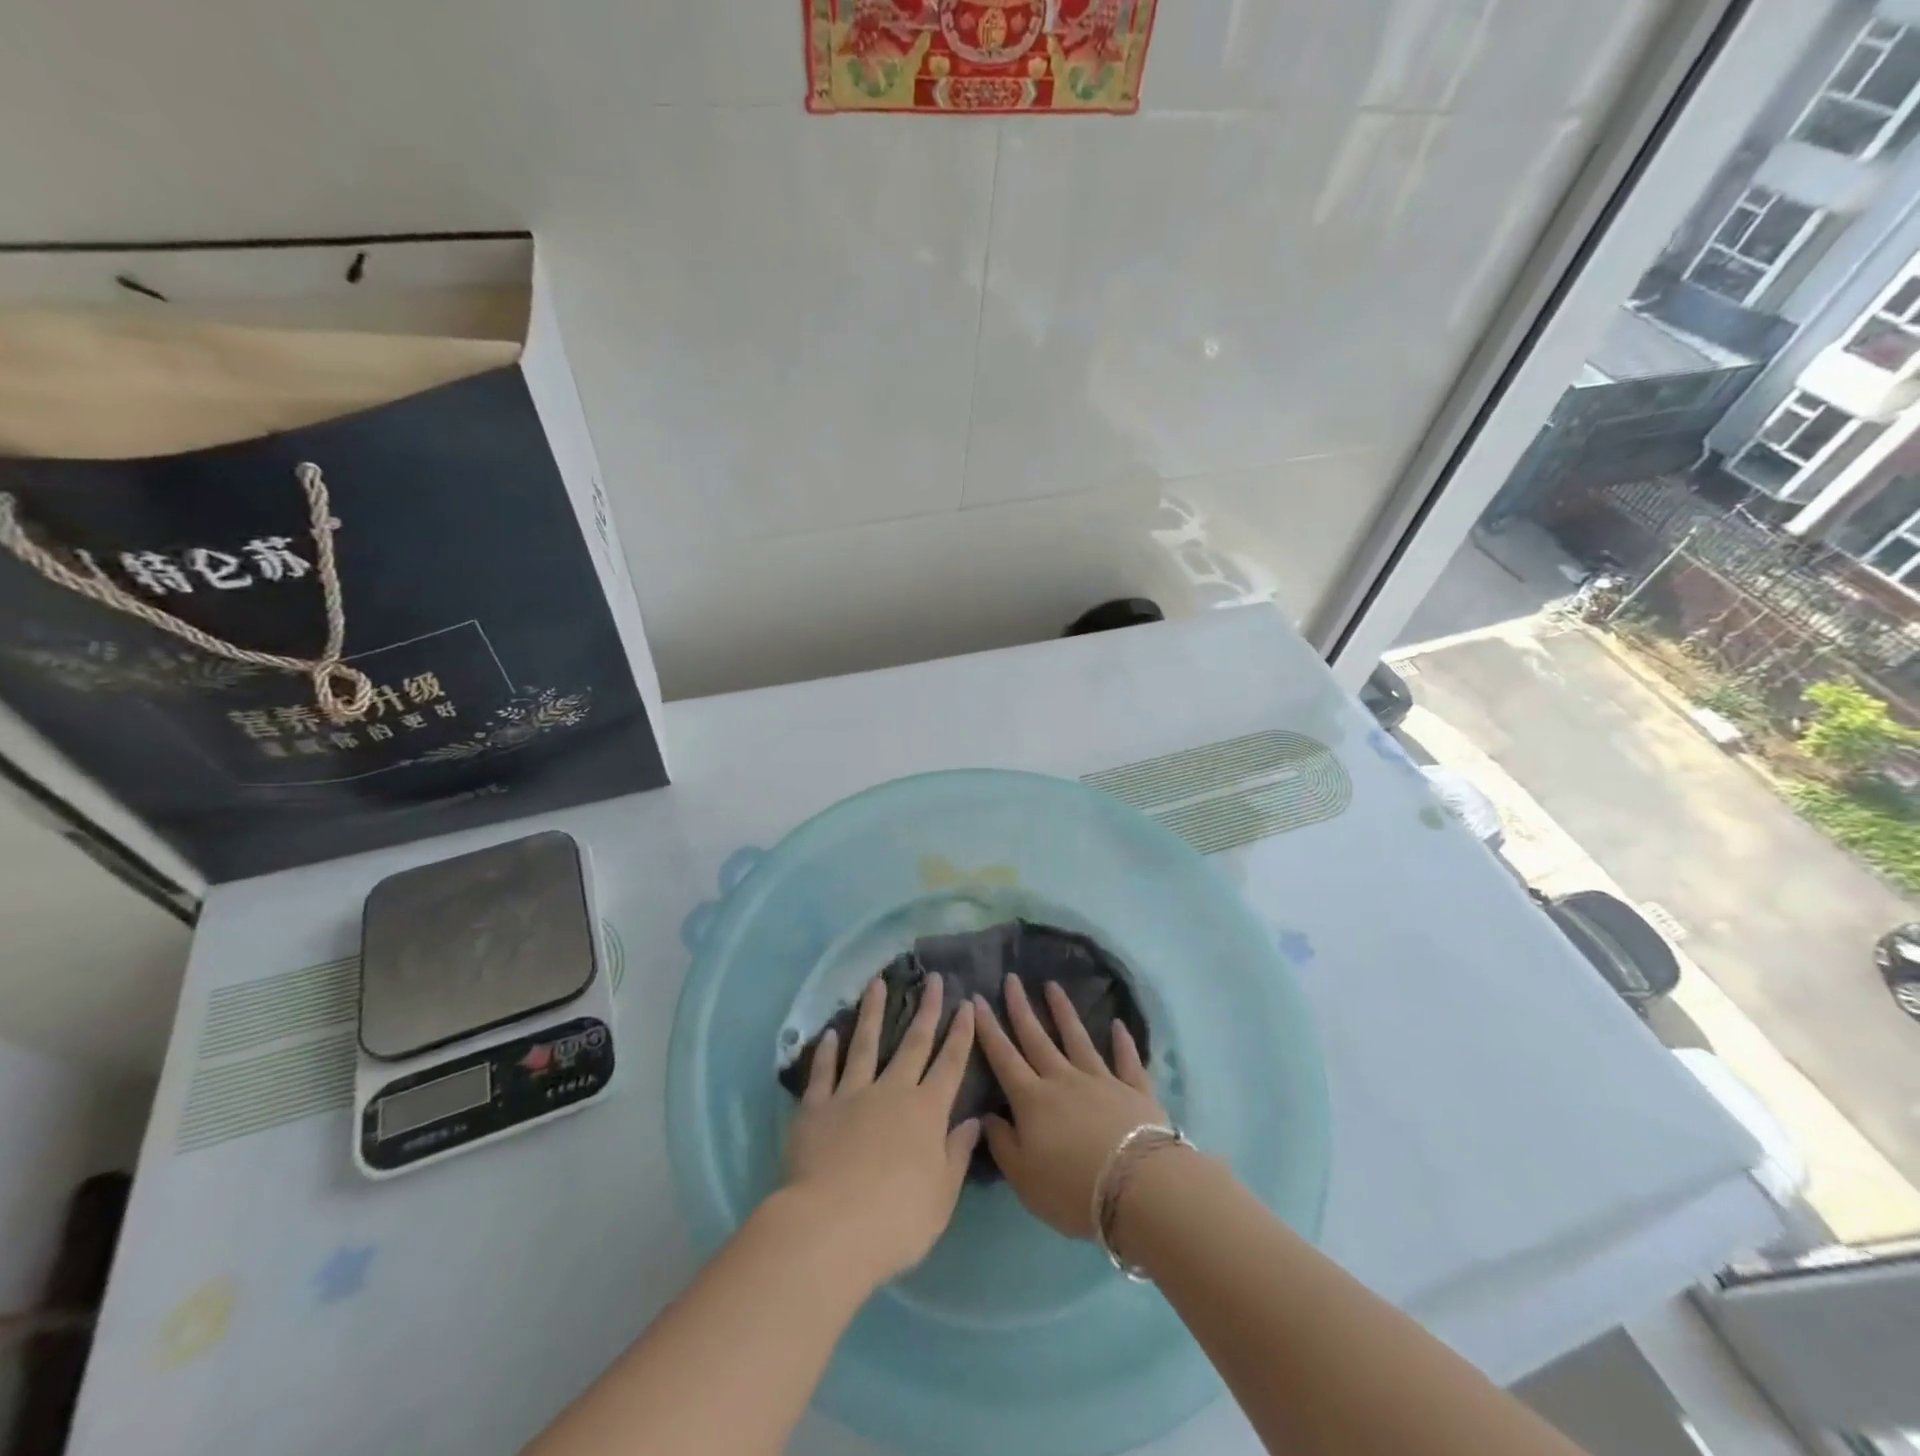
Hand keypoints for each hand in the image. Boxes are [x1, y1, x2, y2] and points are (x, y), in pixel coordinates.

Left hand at [782, 974, 979, 1286]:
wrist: (832, 1228)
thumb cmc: (897, 1220)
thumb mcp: (941, 1195)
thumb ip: (957, 1154)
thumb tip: (974, 1121)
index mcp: (927, 1112)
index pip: (950, 1064)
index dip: (960, 1033)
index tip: (966, 1004)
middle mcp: (892, 1091)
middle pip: (913, 1043)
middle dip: (927, 1009)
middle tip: (934, 979)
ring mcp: (852, 1094)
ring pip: (865, 1043)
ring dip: (873, 1011)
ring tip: (877, 982)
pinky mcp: (817, 1107)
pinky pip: (824, 1072)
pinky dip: (827, 1051)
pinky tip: (831, 1033)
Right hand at [974, 975, 1166, 1239]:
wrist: (1139, 1189)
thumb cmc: (1073, 1189)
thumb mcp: (1024, 1178)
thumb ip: (1002, 1144)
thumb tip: (987, 1116)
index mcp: (1032, 1099)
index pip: (1003, 1056)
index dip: (988, 1028)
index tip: (977, 999)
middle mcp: (1063, 1079)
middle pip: (1037, 1037)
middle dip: (1021, 1007)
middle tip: (1012, 978)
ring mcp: (1100, 1080)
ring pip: (1077, 1038)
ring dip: (1064, 1011)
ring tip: (1053, 986)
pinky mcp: (1134, 1089)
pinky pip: (1126, 1060)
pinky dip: (1123, 1041)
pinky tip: (1119, 1024)